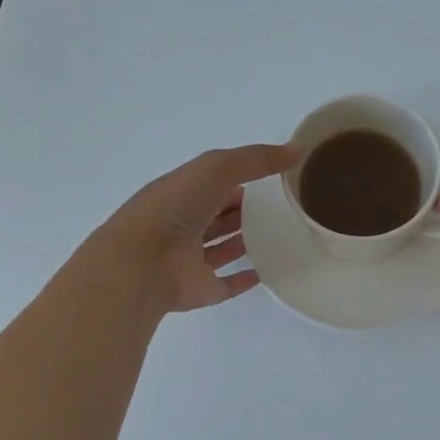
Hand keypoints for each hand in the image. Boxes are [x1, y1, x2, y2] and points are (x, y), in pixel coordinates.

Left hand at [95, 143, 299, 313]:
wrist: (142, 263)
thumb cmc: (174, 207)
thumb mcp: (216, 168)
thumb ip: (256, 159)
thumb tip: (297, 150)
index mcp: (182, 193)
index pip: (214, 183)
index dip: (239, 178)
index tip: (273, 177)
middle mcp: (184, 225)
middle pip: (217, 216)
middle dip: (241, 210)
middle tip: (280, 207)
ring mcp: (190, 260)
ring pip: (221, 248)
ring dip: (242, 241)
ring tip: (278, 236)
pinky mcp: (200, 289)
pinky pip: (226, 283)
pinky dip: (244, 279)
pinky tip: (266, 273)